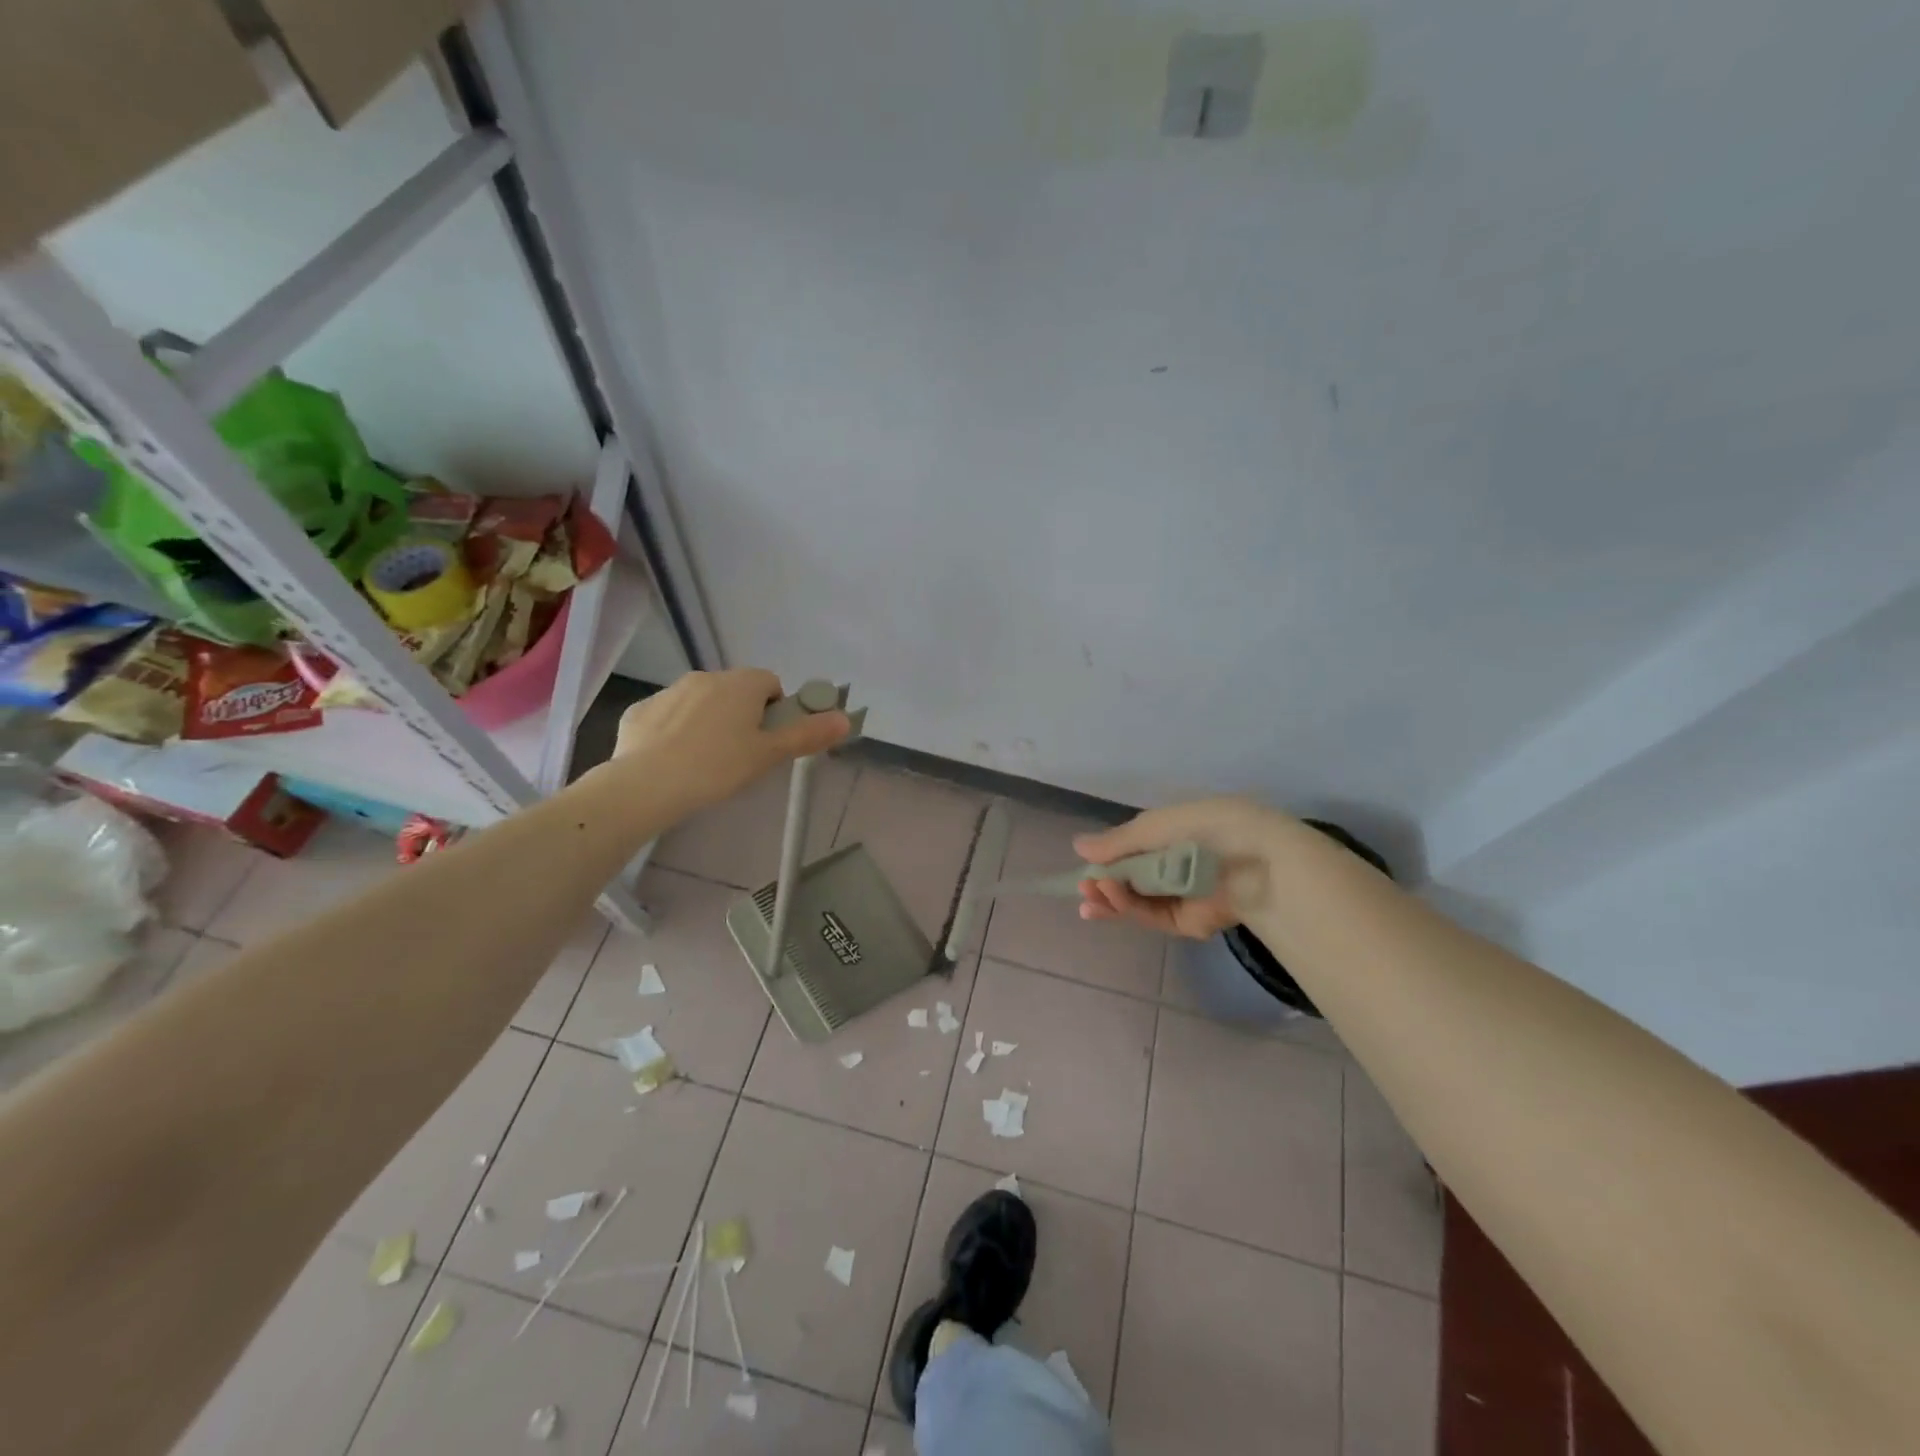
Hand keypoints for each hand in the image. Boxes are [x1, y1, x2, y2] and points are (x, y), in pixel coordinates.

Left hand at [608, 669, 849, 817]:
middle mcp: (706, 677)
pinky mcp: (640, 711)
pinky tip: (674, 762)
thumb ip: (807, 735)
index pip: (771, 684)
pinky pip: (668, 717)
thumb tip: (845, 718)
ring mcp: (669, 692)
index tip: (769, 741)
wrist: (646, 785)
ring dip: (710, 722)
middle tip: (742, 755)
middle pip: (736, 691)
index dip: (776, 711)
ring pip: (701, 702)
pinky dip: (676, 732)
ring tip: (706, 763)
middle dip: (743, 716)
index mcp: (741, 684)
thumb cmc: (717, 768)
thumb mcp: (769, 755)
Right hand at [1072, 796, 1296, 938]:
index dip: (1107, 858)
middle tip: (1081, 889)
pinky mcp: (1188, 922)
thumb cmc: (1204, 829)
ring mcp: (1181, 895)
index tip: (1084, 866)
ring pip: (1137, 901)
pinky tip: (1110, 897)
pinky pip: (1152, 915)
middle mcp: (1175, 865)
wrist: (1255, 861)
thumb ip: (1116, 842)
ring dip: (1111, 898)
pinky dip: (1128, 908)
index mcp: (1173, 835)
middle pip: (1131, 879)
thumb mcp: (1153, 827)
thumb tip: (1077, 846)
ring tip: (1089, 896)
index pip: (1132, 849)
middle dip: (1103, 884)